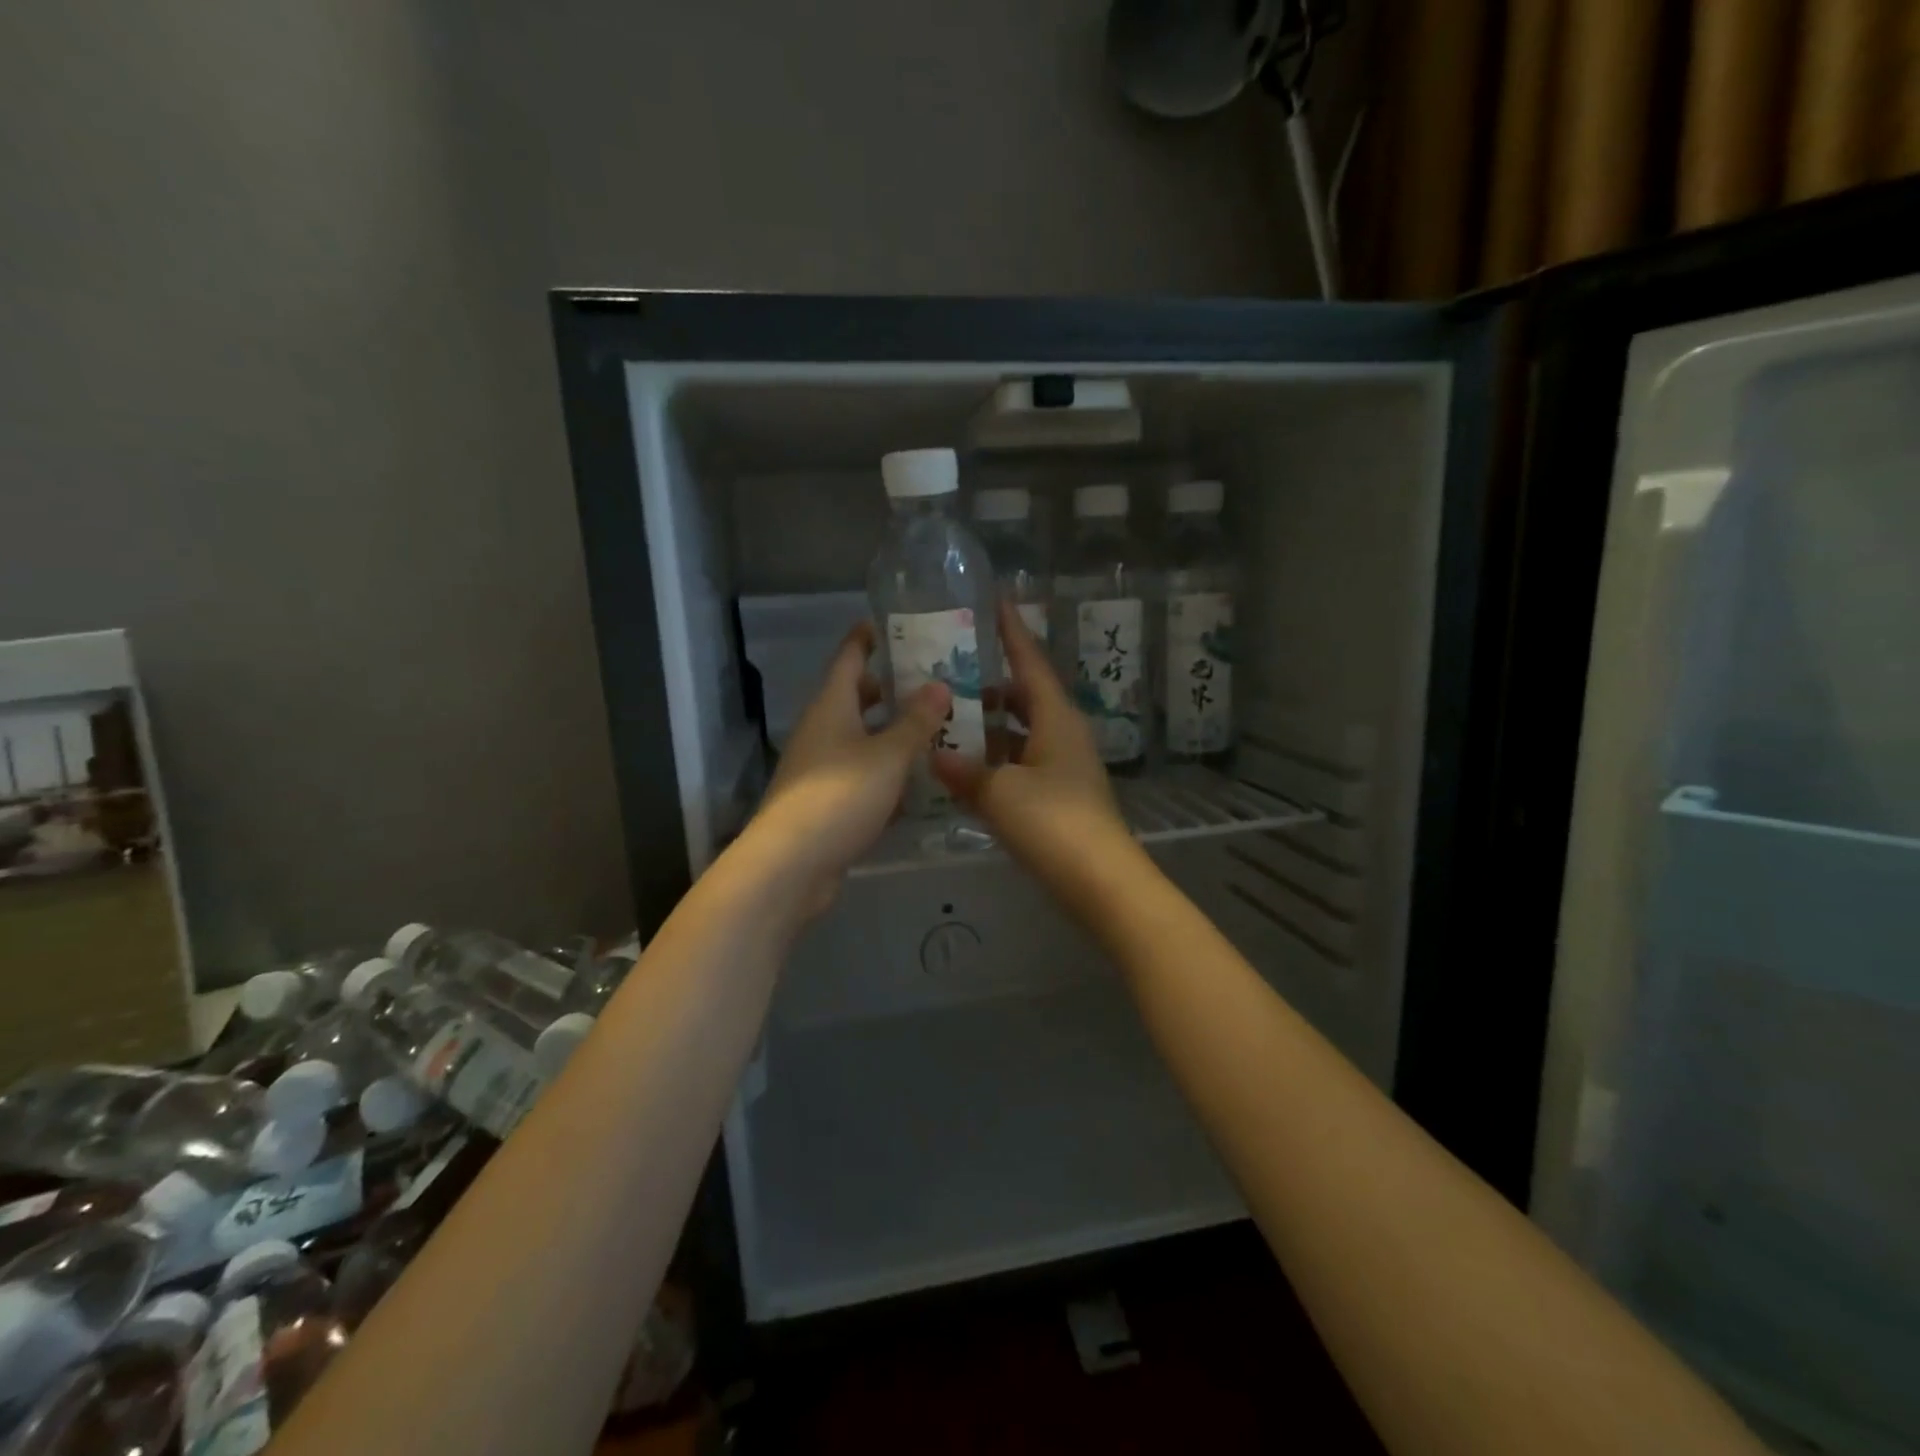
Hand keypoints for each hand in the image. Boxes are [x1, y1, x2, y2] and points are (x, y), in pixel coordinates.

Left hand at [748, 622, 950, 916]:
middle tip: (933, 682)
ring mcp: (821, 769)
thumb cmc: (840, 795)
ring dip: (893, 734)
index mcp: (831, 707)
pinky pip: (863, 777)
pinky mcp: (827, 803)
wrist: (792, 865)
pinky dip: (888, 774)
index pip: (849, 658)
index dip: (868, 638)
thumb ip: (916, 721)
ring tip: (938, 730)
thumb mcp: (887, 755)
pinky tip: (920, 784)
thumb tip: (939, 684)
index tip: (892, 624)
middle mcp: (822, 731)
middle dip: (890, 689)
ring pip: (862, 740)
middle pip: (856, 699)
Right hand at [932, 601, 1132, 885]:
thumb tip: (935, 754)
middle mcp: (1064, 734)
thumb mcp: (1000, 792)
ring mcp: (1064, 766)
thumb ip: (965, 771)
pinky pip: (1022, 762)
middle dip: (990, 684)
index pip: (1030, 662)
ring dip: (990, 726)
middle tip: (950, 673)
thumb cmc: (1053, 822)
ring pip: (1022, 732)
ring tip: (948, 720)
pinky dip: (996, 759)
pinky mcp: (1060, 795)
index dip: (1012, 631)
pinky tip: (967, 768)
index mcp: (1056, 718)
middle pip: (1025, 696)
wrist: (1100, 880)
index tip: (995, 601)